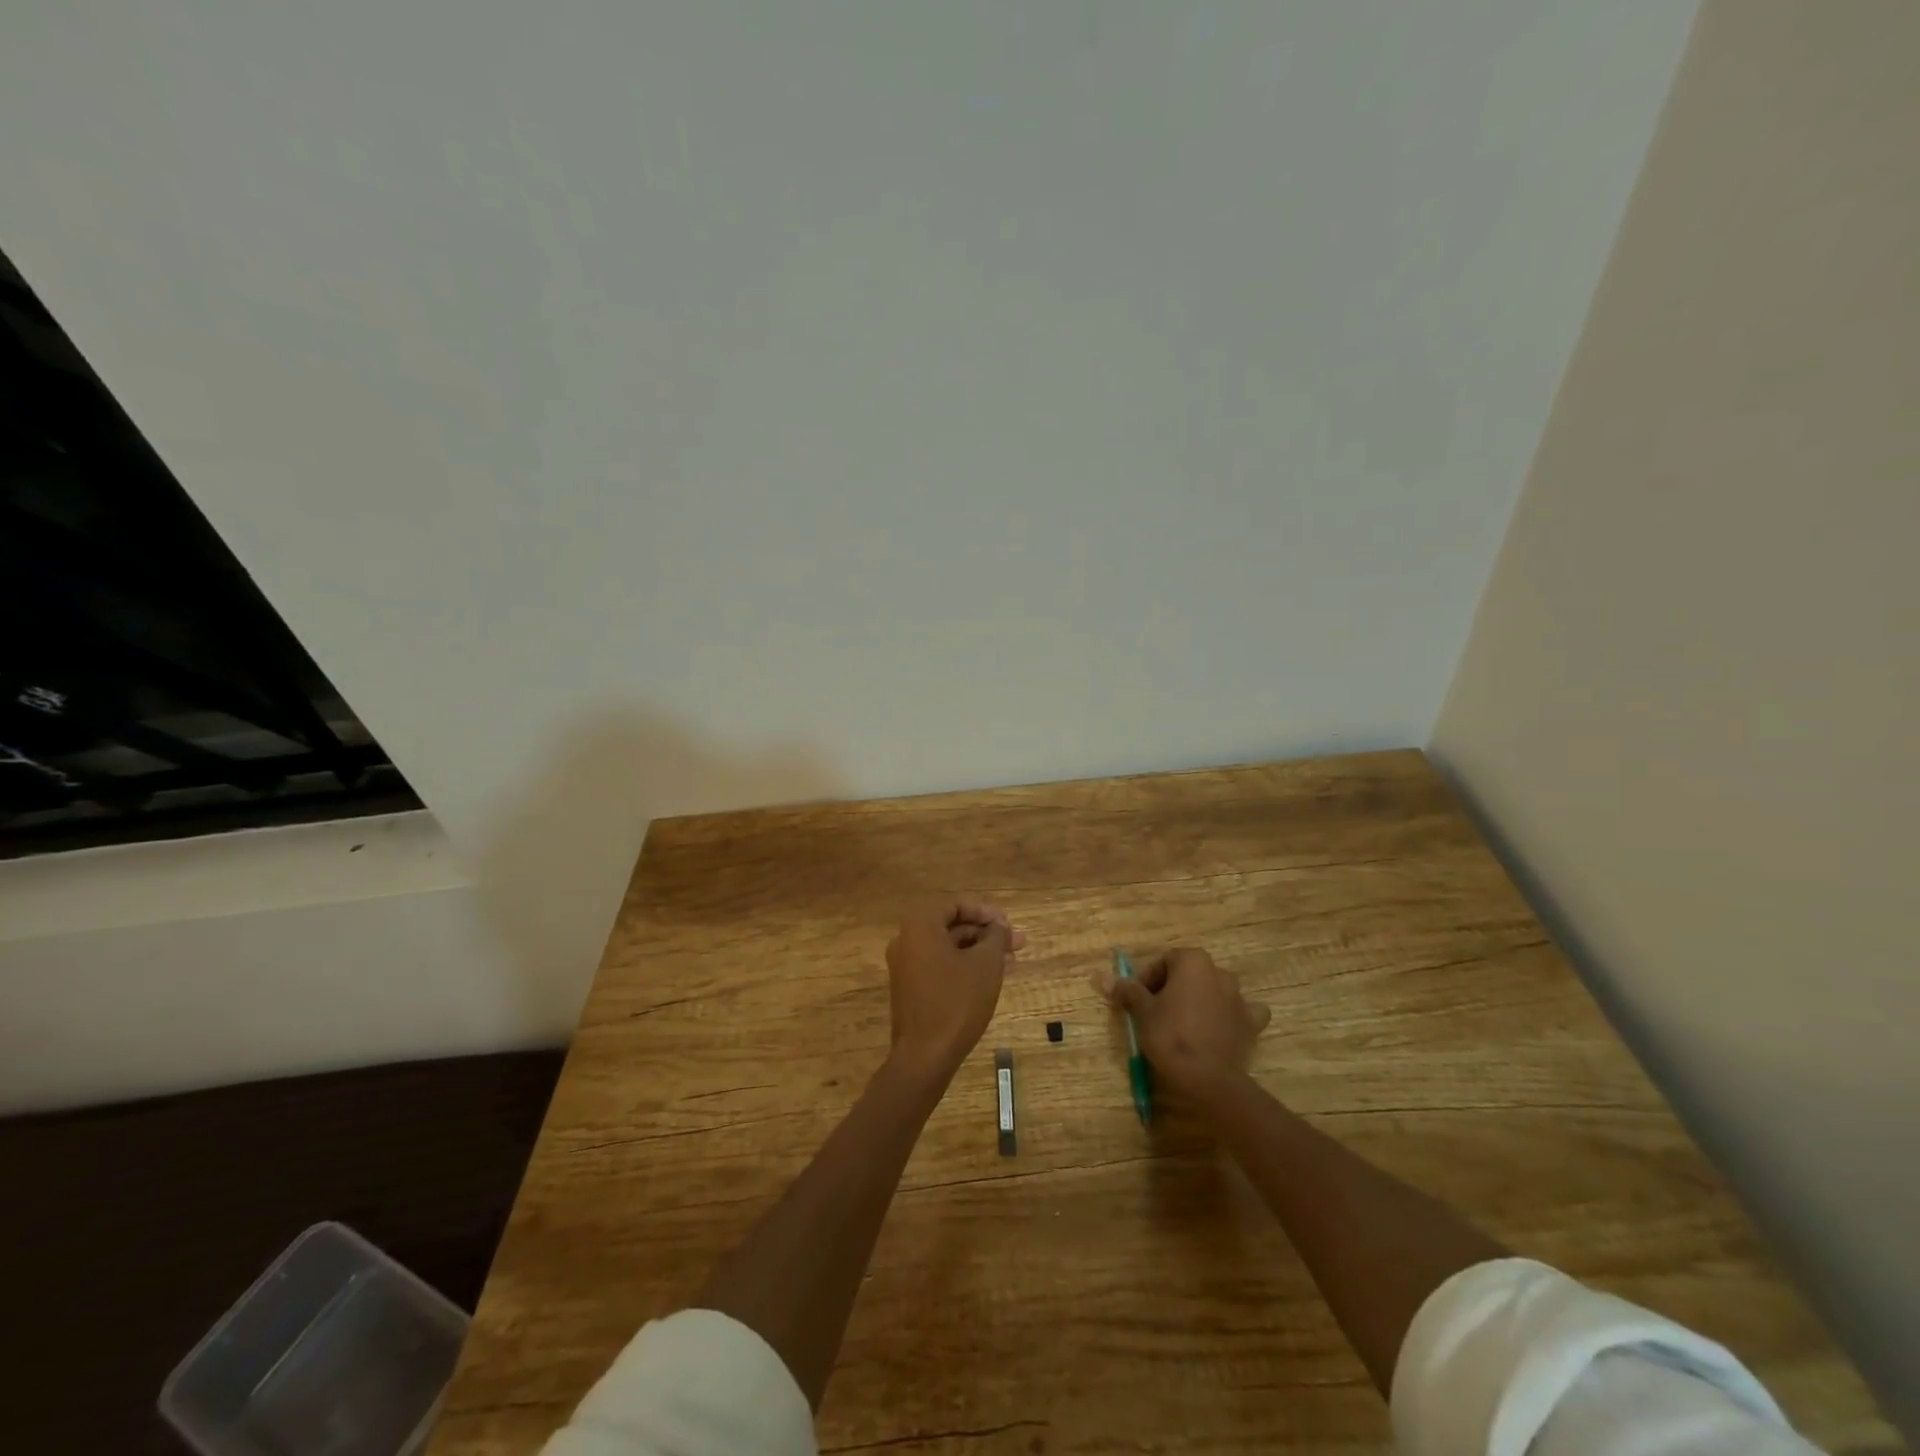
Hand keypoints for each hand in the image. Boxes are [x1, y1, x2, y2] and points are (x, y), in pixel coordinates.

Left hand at [885, 897, 1025, 1075]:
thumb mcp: (985, 964)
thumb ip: (996, 937)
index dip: (985, 911)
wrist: (924, 1056)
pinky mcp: (911, 988)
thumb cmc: (956, 1002)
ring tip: (1012, 961)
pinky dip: (965, 965)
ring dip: (980, 950)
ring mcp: (906, 965)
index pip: (955, 903)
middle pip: (952, 925)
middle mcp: (907, 939)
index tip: (1008, 925)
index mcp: (920, 925)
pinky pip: (941, 965)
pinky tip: (993, 977)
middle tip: (1017, 942)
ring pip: (949, 947)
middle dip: (987, 932)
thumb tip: (1000, 927)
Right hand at [1094, 947, 1269, 1092]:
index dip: (1148, 980)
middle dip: (1173, 989)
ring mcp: (1239, 998)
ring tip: (1184, 1023)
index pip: (1164, 961)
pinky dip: (1231, 1017)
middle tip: (1156, 1012)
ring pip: (1215, 991)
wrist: (1207, 1078)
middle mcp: (1219, 972)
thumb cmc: (1170, 1035)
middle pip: (1189, 974)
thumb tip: (1105, 977)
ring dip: (1201, 1000)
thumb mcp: (1142, 1011)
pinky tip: (1221, 1028)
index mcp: (1193, 961)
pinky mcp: (1251, 1023)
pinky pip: (1241, 1013)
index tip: (1138, 1000)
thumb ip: (1128, 990)